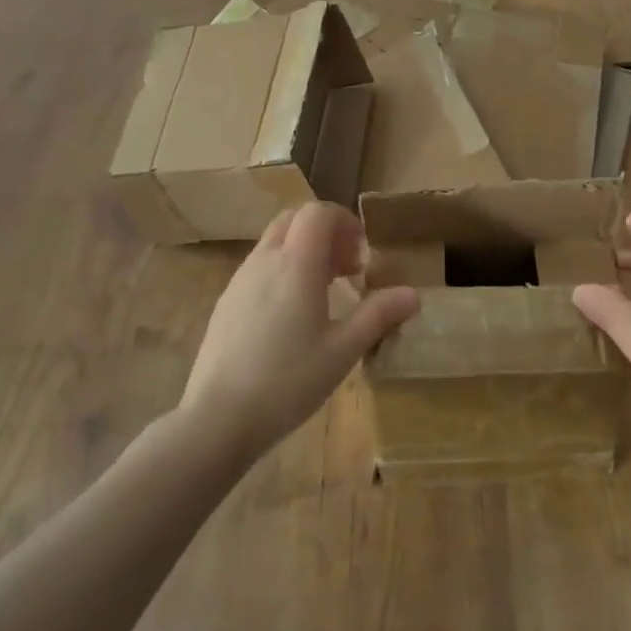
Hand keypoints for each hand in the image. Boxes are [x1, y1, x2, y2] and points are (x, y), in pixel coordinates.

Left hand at [180, 203, 418, 462]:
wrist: (218, 419)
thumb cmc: (288, 381)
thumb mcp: (343, 351)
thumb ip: (378, 315)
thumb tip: (413, 294)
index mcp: (296, 264)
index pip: (318, 212)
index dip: (345, 222)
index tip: (362, 256)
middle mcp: (265, 260)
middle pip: (295, 218)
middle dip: (326, 232)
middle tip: (347, 269)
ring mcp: (240, 279)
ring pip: (275, 241)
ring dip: (305, 250)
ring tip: (325, 292)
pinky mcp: (226, 300)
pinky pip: (260, 265)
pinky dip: (283, 269)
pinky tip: (292, 315)